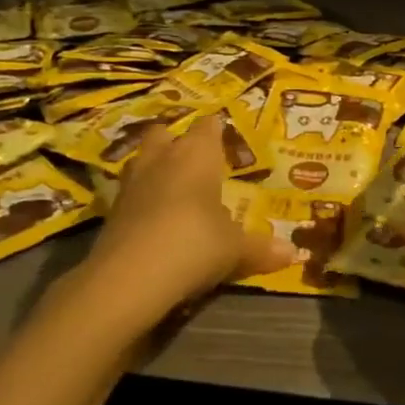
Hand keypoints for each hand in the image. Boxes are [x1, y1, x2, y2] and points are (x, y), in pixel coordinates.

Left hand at [92, 115, 294, 302]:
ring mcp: (132, 183)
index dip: (216, 130)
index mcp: (197, 155)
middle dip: (176, 141)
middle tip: (194, 160)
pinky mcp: (111, 211)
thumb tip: (293, 253)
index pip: (208, 127)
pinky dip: (142, 200)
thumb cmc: (195, 244)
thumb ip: (260, 248)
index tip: (225, 137)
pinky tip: (155, 219)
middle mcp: (162, 159)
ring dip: (155, 168)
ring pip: (142, 160)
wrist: (129, 277)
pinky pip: (130, 193)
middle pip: (165, 134)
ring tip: (173, 187)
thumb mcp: (236, 249)